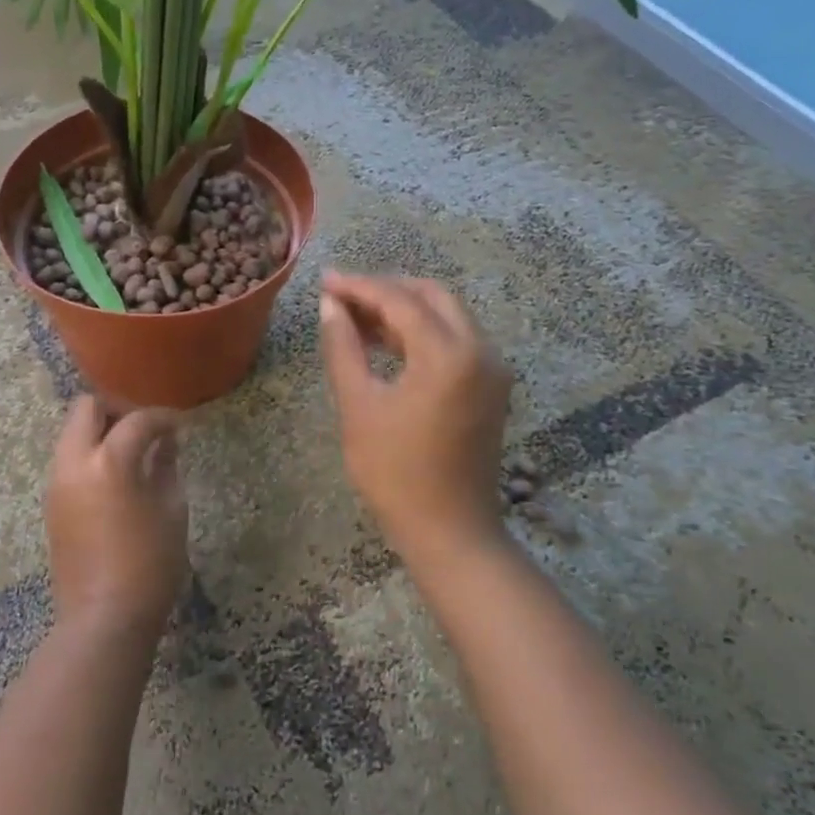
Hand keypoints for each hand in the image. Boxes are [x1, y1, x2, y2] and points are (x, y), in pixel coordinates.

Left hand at [43, 396, 189, 636]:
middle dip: (117, 409)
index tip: (180, 426)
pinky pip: (68, 458)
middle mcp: (74, 463)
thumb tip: (167, 442)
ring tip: (132, 452)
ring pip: (72, 432)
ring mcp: (57, 482)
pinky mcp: (51, 502)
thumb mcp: (172, 511)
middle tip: (145, 428)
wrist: (103, 619)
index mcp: (109, 462)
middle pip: (86, 408)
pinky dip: (90, 453)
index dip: (162, 418)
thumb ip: (167, 466)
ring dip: (100, 430)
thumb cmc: (149, 566)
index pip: (136, 421)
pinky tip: (116, 476)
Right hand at [317, 271, 513, 562]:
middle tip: (341, 296)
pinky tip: (384, 343)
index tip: (323, 281)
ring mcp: (491, 369)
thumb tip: (330, 306)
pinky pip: (454, 341)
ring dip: (403, 310)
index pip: (399, 300)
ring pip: (446, 316)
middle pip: (431, 296)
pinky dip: (420, 333)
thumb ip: (343, 348)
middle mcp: (480, 350)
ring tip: (354, 318)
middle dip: (385, 290)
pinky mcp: (490, 387)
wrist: (451, 533)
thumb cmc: (396, 474)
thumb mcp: (359, 407)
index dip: (358, 286)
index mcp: (449, 354)